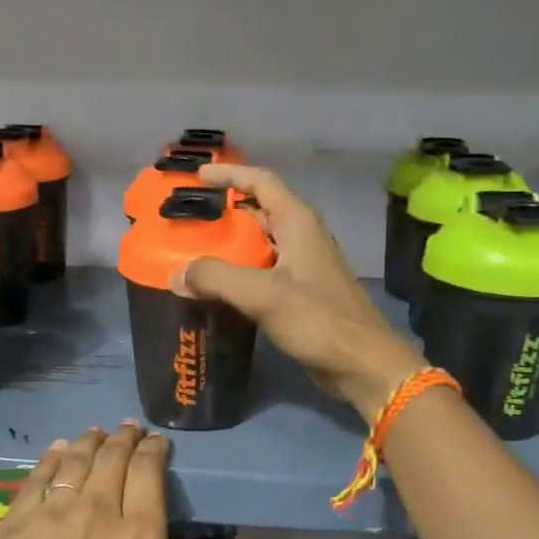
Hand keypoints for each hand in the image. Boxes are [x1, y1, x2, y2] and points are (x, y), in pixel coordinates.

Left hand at [0, 424, 221, 538]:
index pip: (149, 475)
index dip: (154, 451)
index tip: (157, 442)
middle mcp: (96, 517)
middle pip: (112, 460)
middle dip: (124, 439)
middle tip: (129, 430)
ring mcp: (50, 519)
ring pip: (74, 463)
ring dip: (89, 443)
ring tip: (97, 433)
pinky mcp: (12, 529)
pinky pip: (34, 481)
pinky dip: (50, 460)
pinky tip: (57, 452)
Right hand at [181, 165, 423, 420]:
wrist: (362, 363)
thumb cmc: (318, 320)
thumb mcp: (263, 294)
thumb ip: (216, 278)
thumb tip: (176, 275)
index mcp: (298, 223)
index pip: (261, 182)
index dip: (229, 174)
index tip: (198, 176)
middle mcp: (303, 238)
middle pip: (260, 211)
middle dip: (226, 211)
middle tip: (190, 219)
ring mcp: (305, 267)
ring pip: (262, 245)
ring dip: (231, 245)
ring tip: (195, 253)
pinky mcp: (303, 295)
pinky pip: (265, 273)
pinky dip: (241, 274)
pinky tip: (219, 290)